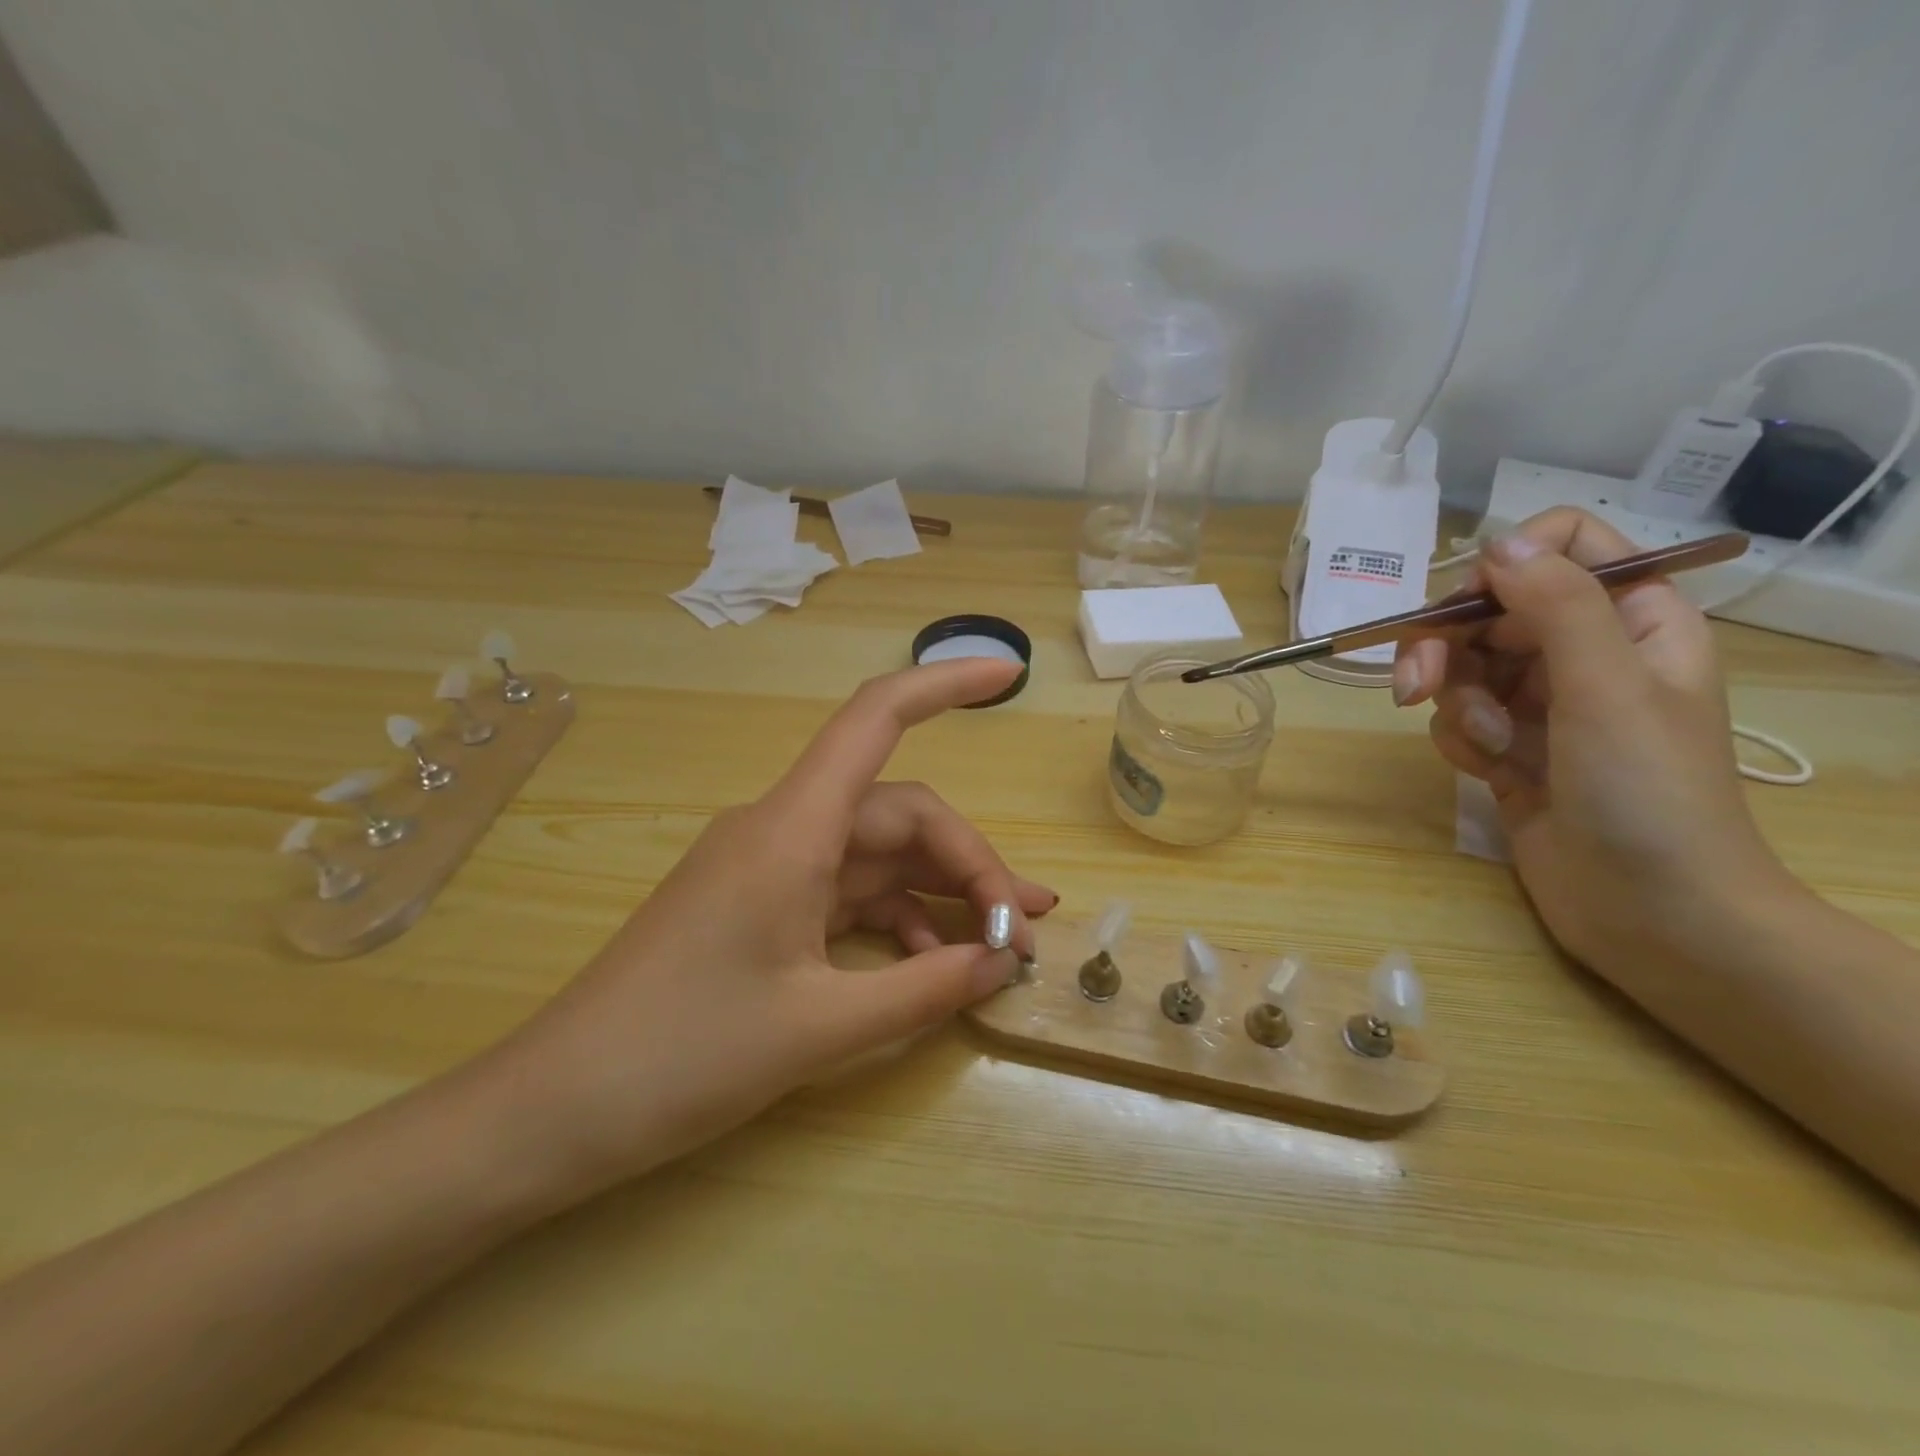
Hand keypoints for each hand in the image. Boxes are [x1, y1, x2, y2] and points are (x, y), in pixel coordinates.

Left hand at [483, 657, 1054, 1200]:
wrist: (556, 1109)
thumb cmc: (681, 1059)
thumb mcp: (820, 1028)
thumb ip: (924, 989)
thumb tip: (1001, 962)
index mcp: (791, 830)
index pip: (875, 721)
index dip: (943, 686)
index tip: (1008, 677)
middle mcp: (783, 830)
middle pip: (899, 814)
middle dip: (970, 862)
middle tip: (1022, 930)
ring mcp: (771, 868)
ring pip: (879, 857)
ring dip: (942, 894)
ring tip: (1004, 946)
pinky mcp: (763, 906)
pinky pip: (848, 895)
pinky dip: (897, 922)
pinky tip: (933, 965)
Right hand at [1391, 508, 1791, 972]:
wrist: (1651, 910)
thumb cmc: (1648, 792)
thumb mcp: (1607, 686)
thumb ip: (1556, 604)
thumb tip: (1496, 541)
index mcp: (1633, 619)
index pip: (1564, 546)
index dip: (1507, 565)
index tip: (1470, 608)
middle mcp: (1584, 651)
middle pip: (1489, 610)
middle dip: (1447, 647)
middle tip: (1416, 688)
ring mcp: (1542, 702)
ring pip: (1463, 666)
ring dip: (1456, 705)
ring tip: (1486, 748)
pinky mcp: (1507, 745)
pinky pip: (1457, 717)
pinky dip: (1460, 741)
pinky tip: (1489, 773)